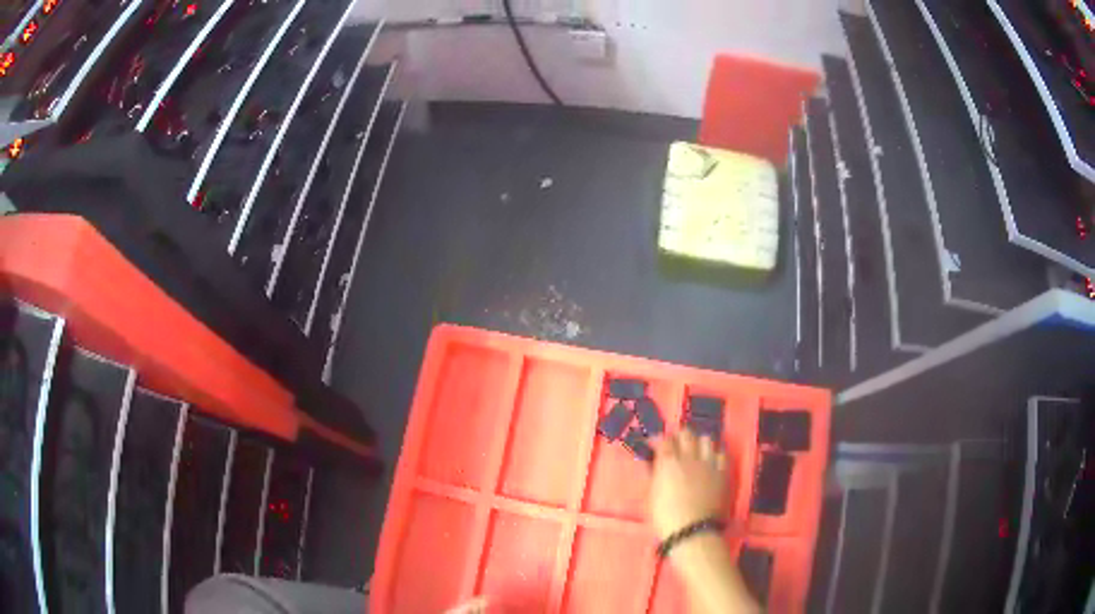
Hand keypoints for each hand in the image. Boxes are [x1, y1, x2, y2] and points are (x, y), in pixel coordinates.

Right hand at [648, 430, 729, 539]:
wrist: (692, 530)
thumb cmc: (665, 516)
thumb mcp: (652, 495)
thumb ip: (653, 475)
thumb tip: (652, 464)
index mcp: (668, 462)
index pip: (664, 440)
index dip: (658, 440)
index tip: (655, 446)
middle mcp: (689, 457)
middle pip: (686, 434)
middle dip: (679, 437)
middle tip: (675, 447)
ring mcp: (708, 463)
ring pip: (706, 439)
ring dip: (699, 443)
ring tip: (695, 451)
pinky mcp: (723, 472)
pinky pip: (722, 454)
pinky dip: (715, 454)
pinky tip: (711, 461)